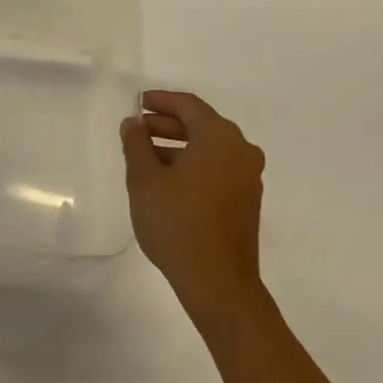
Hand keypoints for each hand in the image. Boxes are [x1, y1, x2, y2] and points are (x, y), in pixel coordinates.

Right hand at [121, 91, 265, 311]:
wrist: (218, 281)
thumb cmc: (177, 222)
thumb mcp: (144, 180)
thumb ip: (136, 144)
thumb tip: (133, 123)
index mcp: (219, 137)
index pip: (188, 105)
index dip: (160, 101)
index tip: (137, 103)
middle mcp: (241, 150)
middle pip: (201, 125)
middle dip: (167, 125)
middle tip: (137, 130)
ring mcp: (248, 176)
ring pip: (210, 149)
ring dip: (178, 146)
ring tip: (145, 157)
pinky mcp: (247, 200)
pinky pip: (218, 168)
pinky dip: (193, 165)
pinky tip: (168, 180)